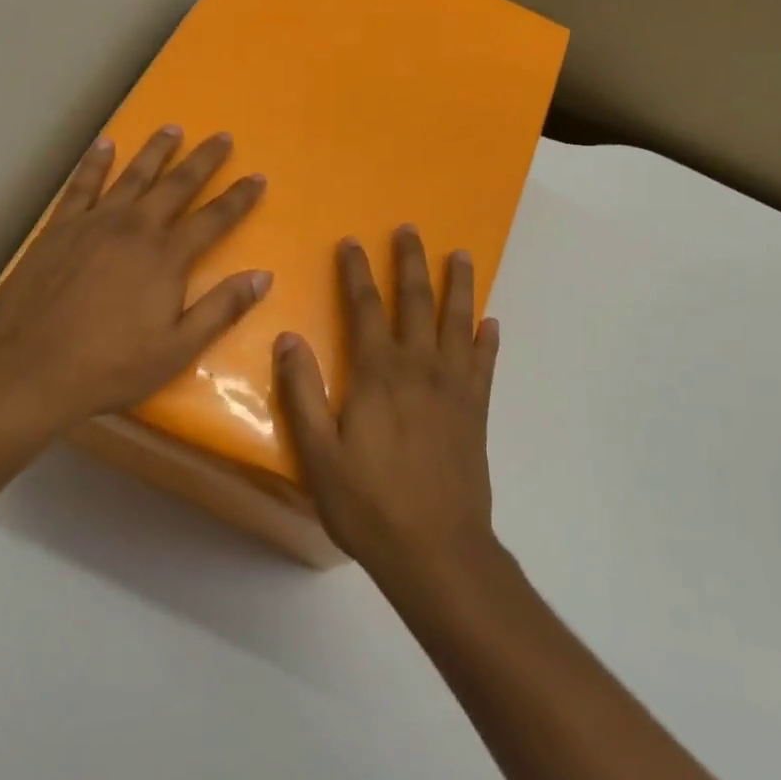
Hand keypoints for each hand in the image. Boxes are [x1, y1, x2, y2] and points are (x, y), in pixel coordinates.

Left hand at [0, 125, 269, 424]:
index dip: (239, 198)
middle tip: (222, 136)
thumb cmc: (109, 367)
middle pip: (176, 185)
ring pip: (132, 176)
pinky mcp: (58, 229)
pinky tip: (104, 145)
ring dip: (155, 151)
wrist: (28, 370)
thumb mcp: (177, 349)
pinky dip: (94, 163)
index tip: (258, 176)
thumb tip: (263, 275)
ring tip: (172, 128)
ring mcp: (93, 224)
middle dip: (203, 160)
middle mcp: (134, 228)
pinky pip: (81, 185)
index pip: (214, 218)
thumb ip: (221, 308)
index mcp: (166, 257)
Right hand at [275, 226, 501, 593]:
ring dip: (458, 286)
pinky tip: (491, 323)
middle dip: (410, 262)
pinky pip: (485, 364)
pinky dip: (488, 340)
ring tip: (460, 255)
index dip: (357, 272)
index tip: (352, 242)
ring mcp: (454, 387)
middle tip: (410, 230)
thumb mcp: (319, 454)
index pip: (365, 308)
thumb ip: (303, 393)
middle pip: (415, 301)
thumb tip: (289, 338)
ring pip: (457, 322)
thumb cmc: (369, 503)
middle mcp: (419, 367)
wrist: (437, 550)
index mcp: (378, 373)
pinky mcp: (477, 411)